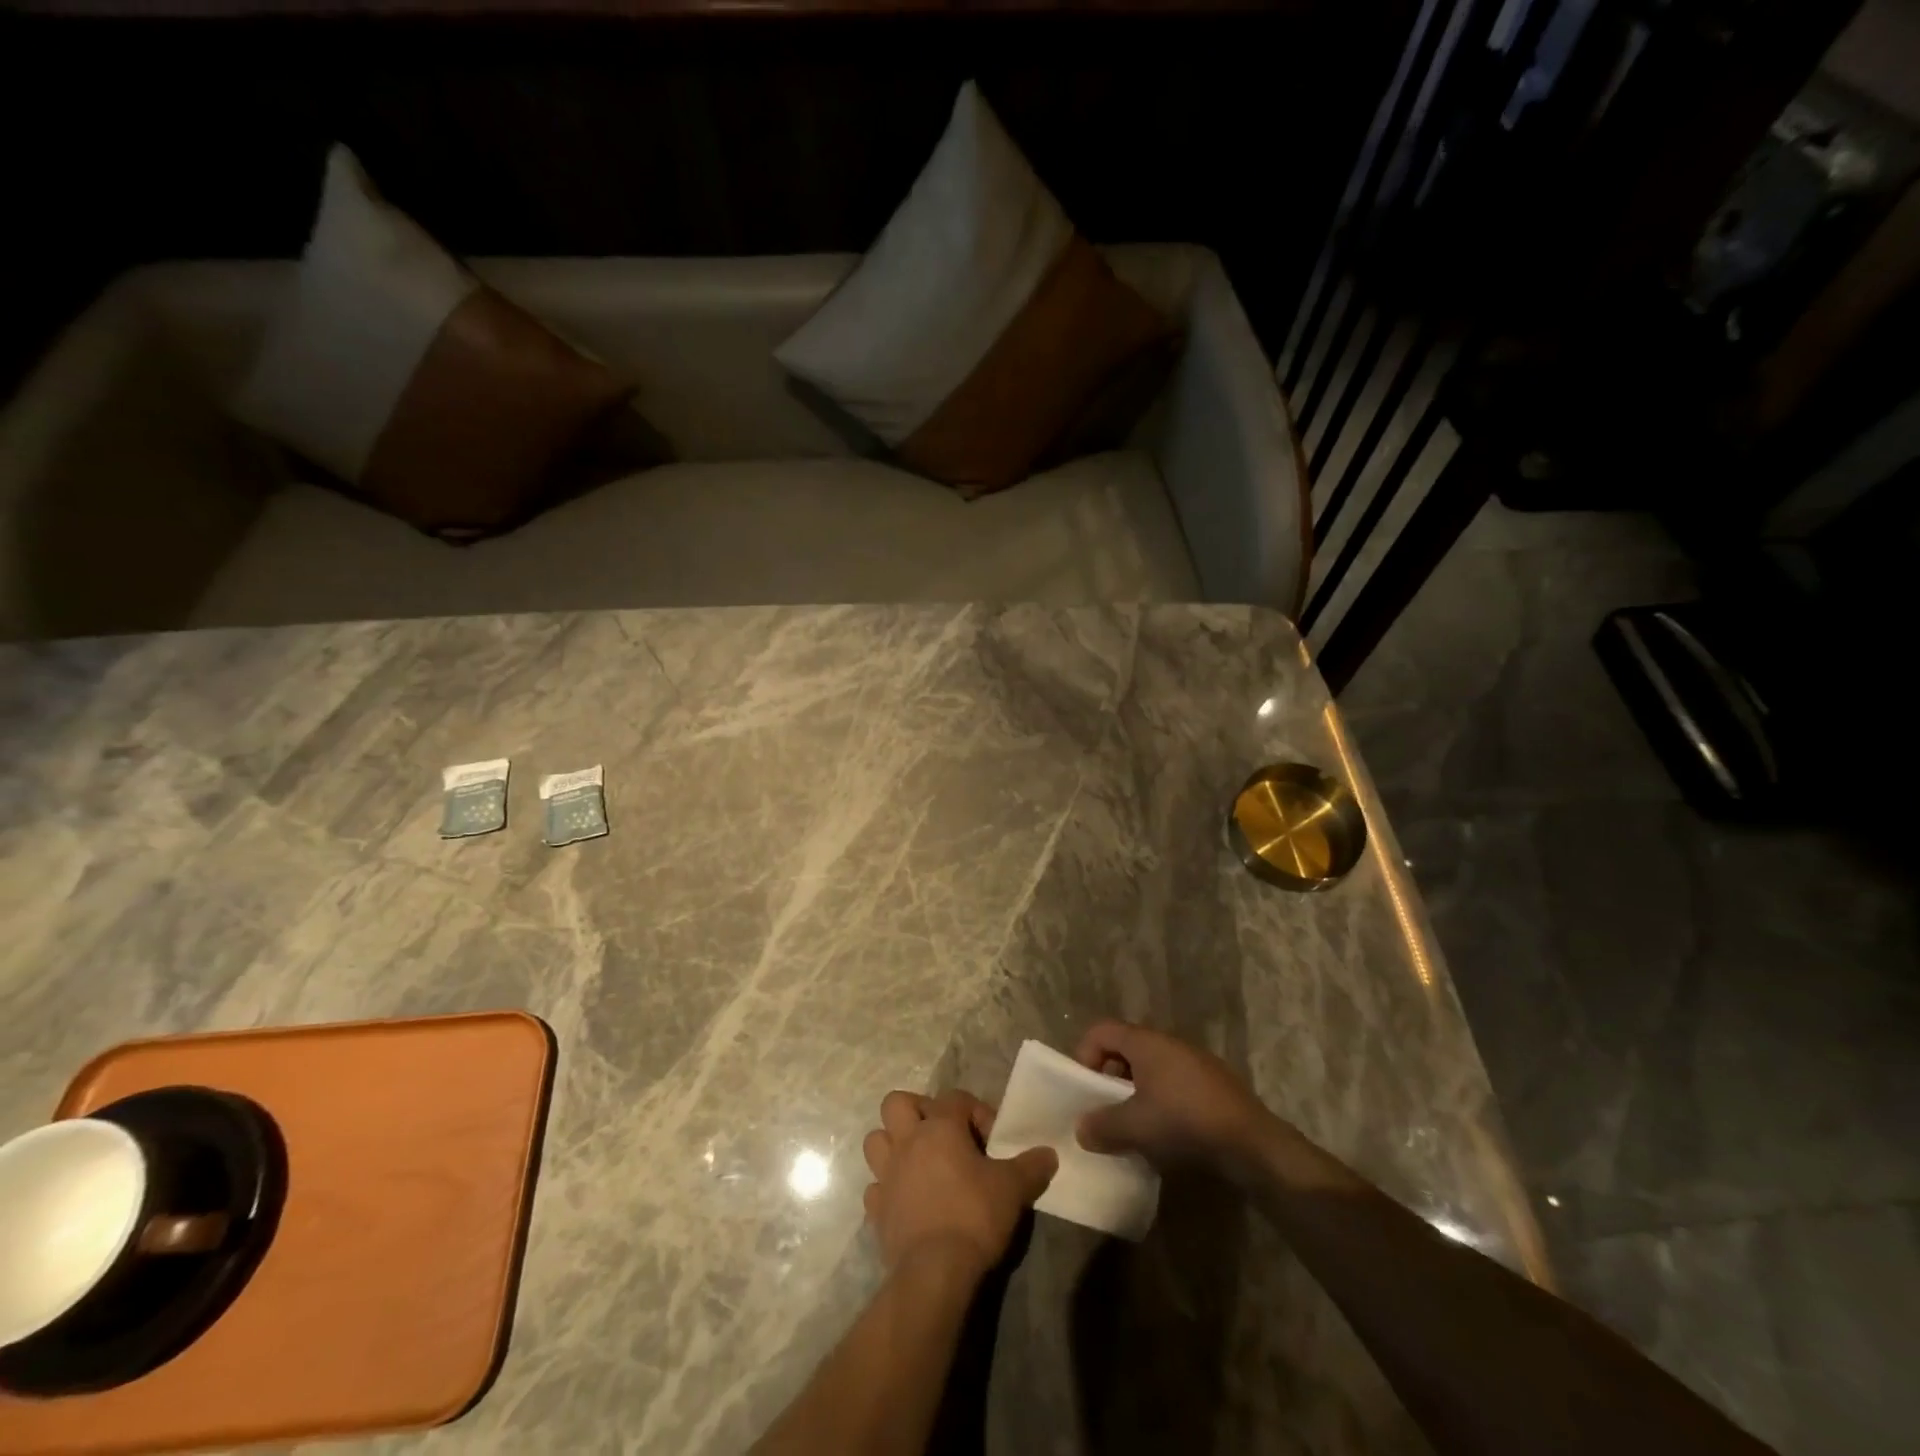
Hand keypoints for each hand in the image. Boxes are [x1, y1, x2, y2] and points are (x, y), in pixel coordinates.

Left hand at [861, 1090, 1056, 1279]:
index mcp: (939, 1127)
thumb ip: (1031, 1166)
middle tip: (942, 1135)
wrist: (934, 1272)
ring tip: (918, 1162)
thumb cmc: (974, 1216)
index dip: (976, 1112)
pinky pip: (875, 1187)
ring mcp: (886, 1175)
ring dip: (893, 1145)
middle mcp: (907, 1142)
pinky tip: (906, 1201)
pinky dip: (887, 1189)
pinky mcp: (876, 1210)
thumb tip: (1049, 1154)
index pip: (955, 1098)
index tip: (992, 1140)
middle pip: (897, 1103)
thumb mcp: (1013, 1188)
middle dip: (918, 1111)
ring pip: (876, 1140)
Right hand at [1073, 1020, 1282, 1183]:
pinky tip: (1166, 1133)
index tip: (1085, 1091)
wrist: (1251, 1143)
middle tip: (1105, 1111)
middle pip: (1125, 1048)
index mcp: (1145, 1042)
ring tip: (1134, 1126)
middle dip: (1109, 1078)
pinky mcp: (1212, 1083)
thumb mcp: (1135, 1127)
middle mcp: (1168, 1042)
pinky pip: (1173, 1082)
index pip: (1101, 1031)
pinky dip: (1160, 1100)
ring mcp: (1193, 1061)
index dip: (1084, 1056)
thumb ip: (1102, 1126)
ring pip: (1150, 1068)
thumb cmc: (1184, 1122)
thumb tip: (1082, 1129)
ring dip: (1135, 1092)